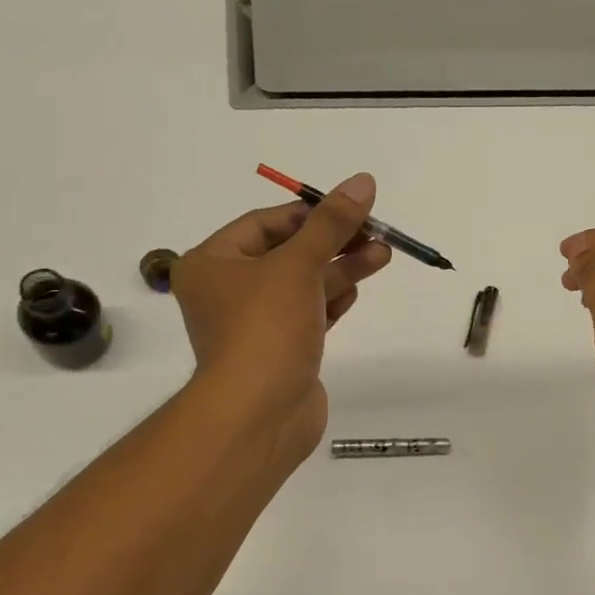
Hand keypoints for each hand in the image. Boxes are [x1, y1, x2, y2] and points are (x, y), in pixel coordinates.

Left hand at [173, 173, 390, 464]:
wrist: (260, 413)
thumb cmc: (266, 329)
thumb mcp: (298, 265)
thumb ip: (331, 224)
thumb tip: (363, 181)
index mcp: (213, 263)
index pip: (265, 224)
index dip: (309, 214)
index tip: (351, 210)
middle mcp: (228, 291)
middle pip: (287, 254)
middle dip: (333, 242)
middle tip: (376, 233)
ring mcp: (255, 325)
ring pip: (302, 286)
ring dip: (340, 270)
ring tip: (381, 255)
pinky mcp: (280, 352)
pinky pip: (307, 315)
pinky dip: (331, 301)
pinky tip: (356, 290)